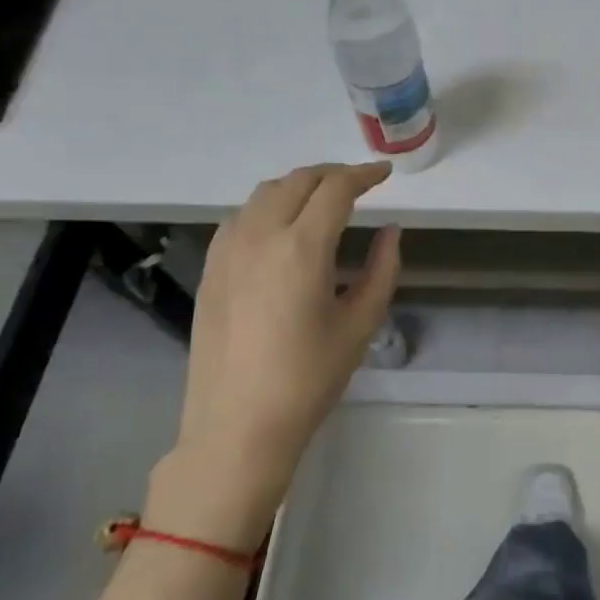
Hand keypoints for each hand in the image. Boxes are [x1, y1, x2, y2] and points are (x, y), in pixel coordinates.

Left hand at [158, 163, 401, 542]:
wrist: (237, 425)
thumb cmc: (309, 378)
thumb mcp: (360, 324)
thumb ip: (382, 269)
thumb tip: (390, 231)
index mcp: (301, 248)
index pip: (336, 189)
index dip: (364, 175)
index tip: (384, 175)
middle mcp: (259, 235)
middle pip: (297, 181)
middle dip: (332, 175)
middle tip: (358, 184)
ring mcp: (227, 250)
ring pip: (264, 193)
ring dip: (298, 186)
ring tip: (322, 200)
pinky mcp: (209, 268)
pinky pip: (240, 216)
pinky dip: (267, 206)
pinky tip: (281, 226)